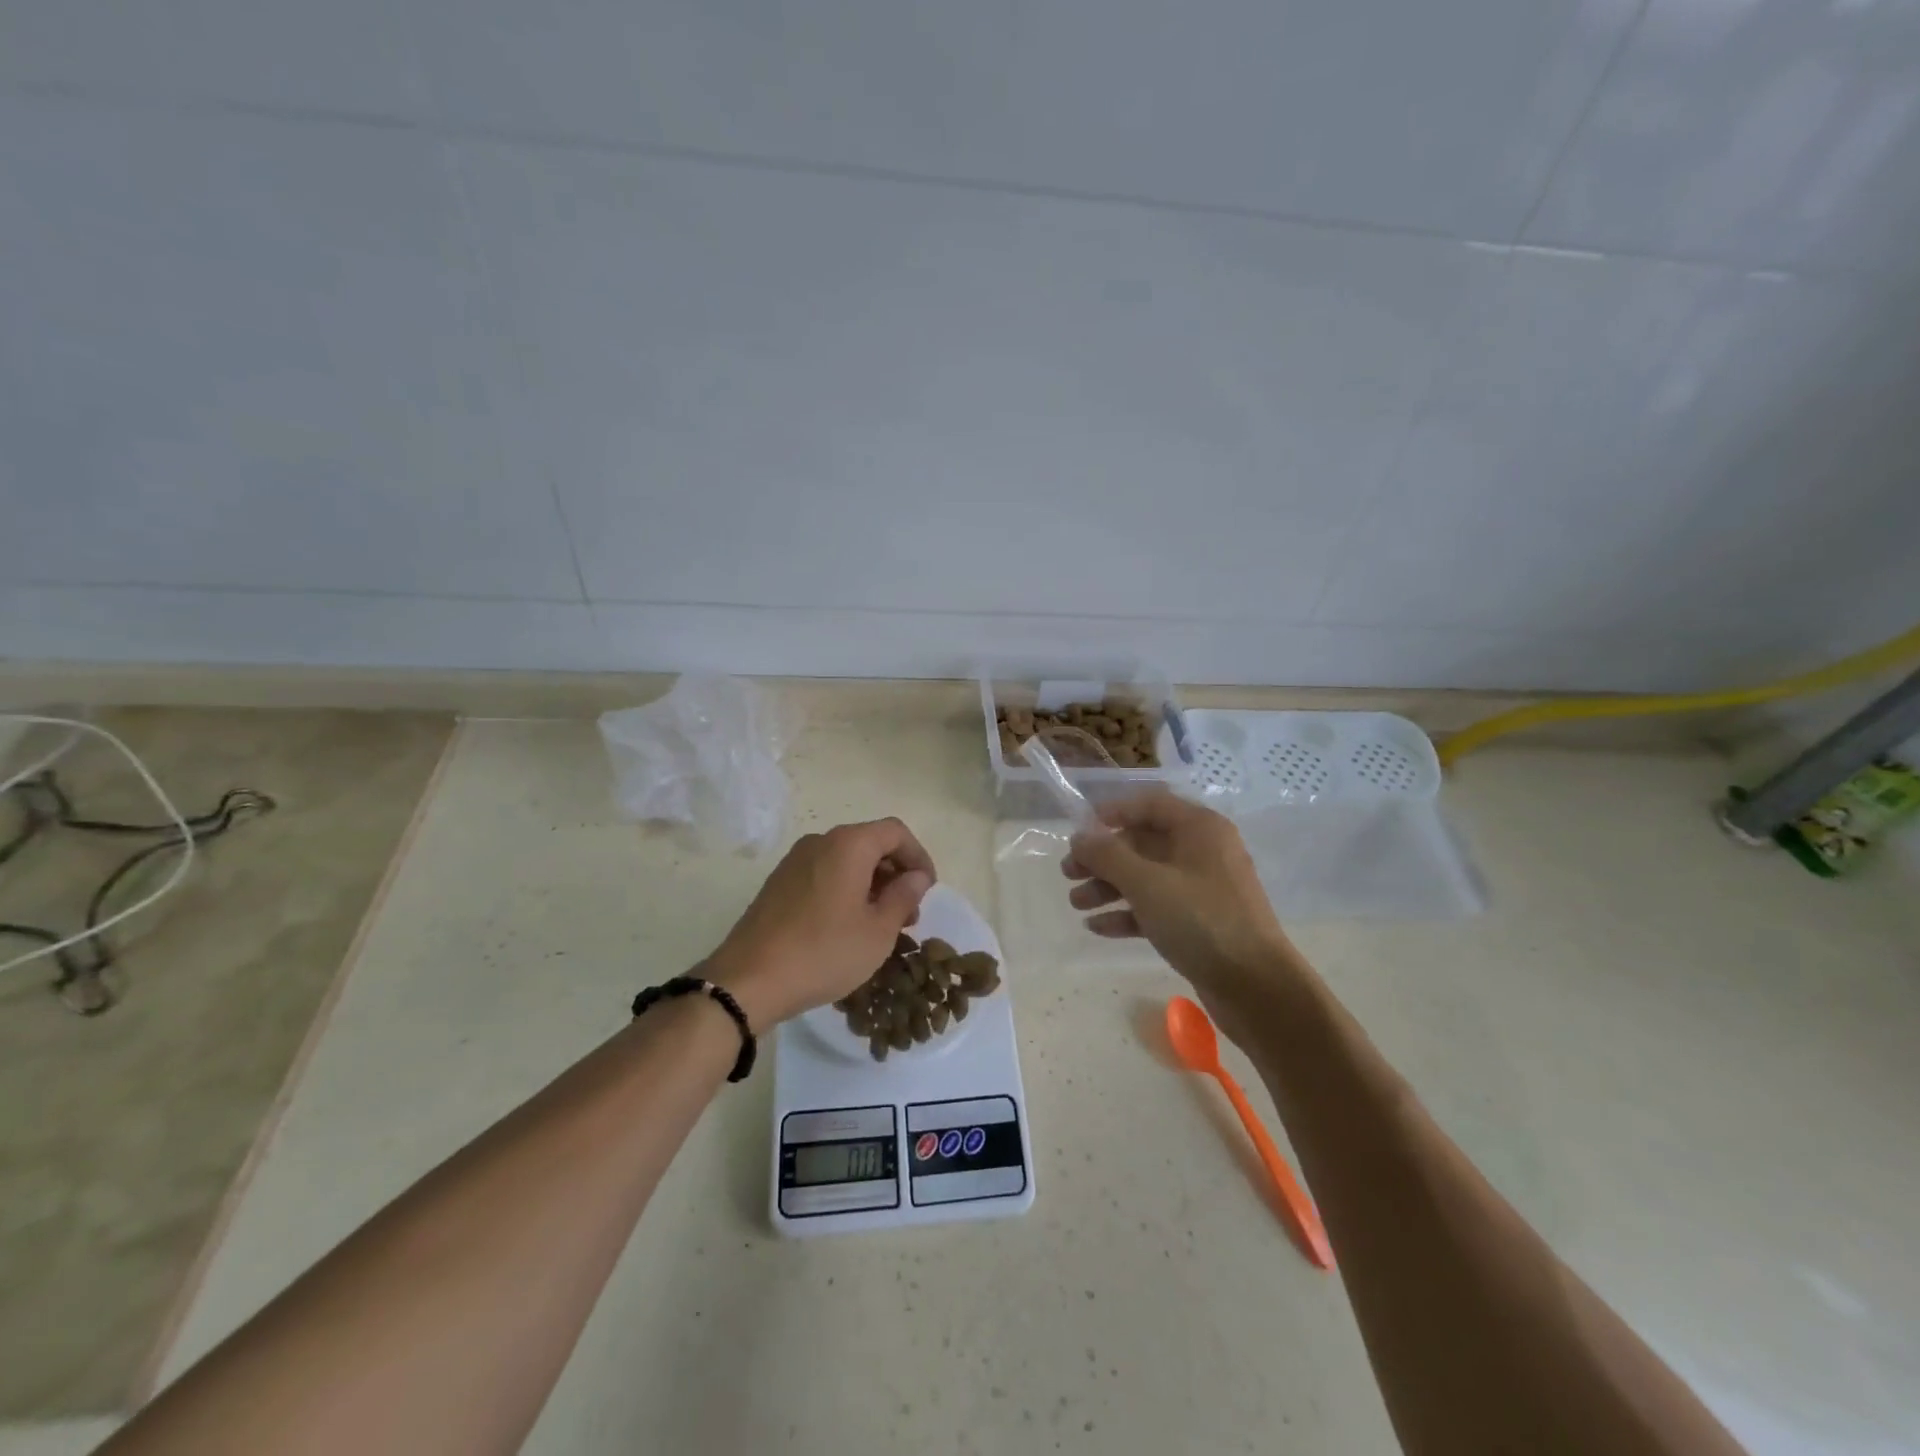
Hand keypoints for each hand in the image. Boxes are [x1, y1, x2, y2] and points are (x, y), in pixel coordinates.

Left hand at [704, 819, 936, 1029]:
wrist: (748, 980)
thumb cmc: (824, 952)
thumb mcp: (878, 931)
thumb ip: (904, 896)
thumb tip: (916, 876)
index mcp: (848, 845)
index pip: (896, 832)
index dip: (919, 856)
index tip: (928, 890)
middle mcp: (820, 842)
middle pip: (870, 843)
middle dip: (896, 873)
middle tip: (909, 913)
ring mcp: (794, 861)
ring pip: (846, 860)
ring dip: (871, 884)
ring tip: (881, 925)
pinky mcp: (779, 883)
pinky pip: (824, 874)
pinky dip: (845, 890)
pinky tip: (848, 927)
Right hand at [1062, 791, 1305, 1027]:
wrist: (1256, 987)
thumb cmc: (1201, 921)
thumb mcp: (1147, 883)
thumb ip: (1107, 856)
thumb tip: (1079, 837)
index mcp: (1200, 828)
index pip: (1149, 804)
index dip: (1113, 813)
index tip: (1080, 831)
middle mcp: (1203, 851)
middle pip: (1144, 843)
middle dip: (1103, 858)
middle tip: (1068, 873)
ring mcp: (1202, 888)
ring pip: (1147, 877)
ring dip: (1109, 887)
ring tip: (1076, 904)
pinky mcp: (1200, 922)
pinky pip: (1156, 907)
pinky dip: (1128, 913)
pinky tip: (1097, 928)